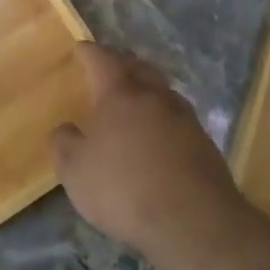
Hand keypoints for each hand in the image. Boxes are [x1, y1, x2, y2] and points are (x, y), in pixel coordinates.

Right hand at [51, 44, 245, 262]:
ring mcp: (185, 119)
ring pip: (163, 90)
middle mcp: (154, 97)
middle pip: (139, 67)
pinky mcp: (205, 144)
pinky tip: (159, 133)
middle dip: (123, 62)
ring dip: (148, 87)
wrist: (193, 222)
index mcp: (120, 95)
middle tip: (111, 64)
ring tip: (137, 96)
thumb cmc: (124, 188)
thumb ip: (64, 144)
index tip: (81, 47)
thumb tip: (65, 129)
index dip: (89, 52)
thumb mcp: (75, 171)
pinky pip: (179, 117)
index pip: (102, 61)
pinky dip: (164, 116)